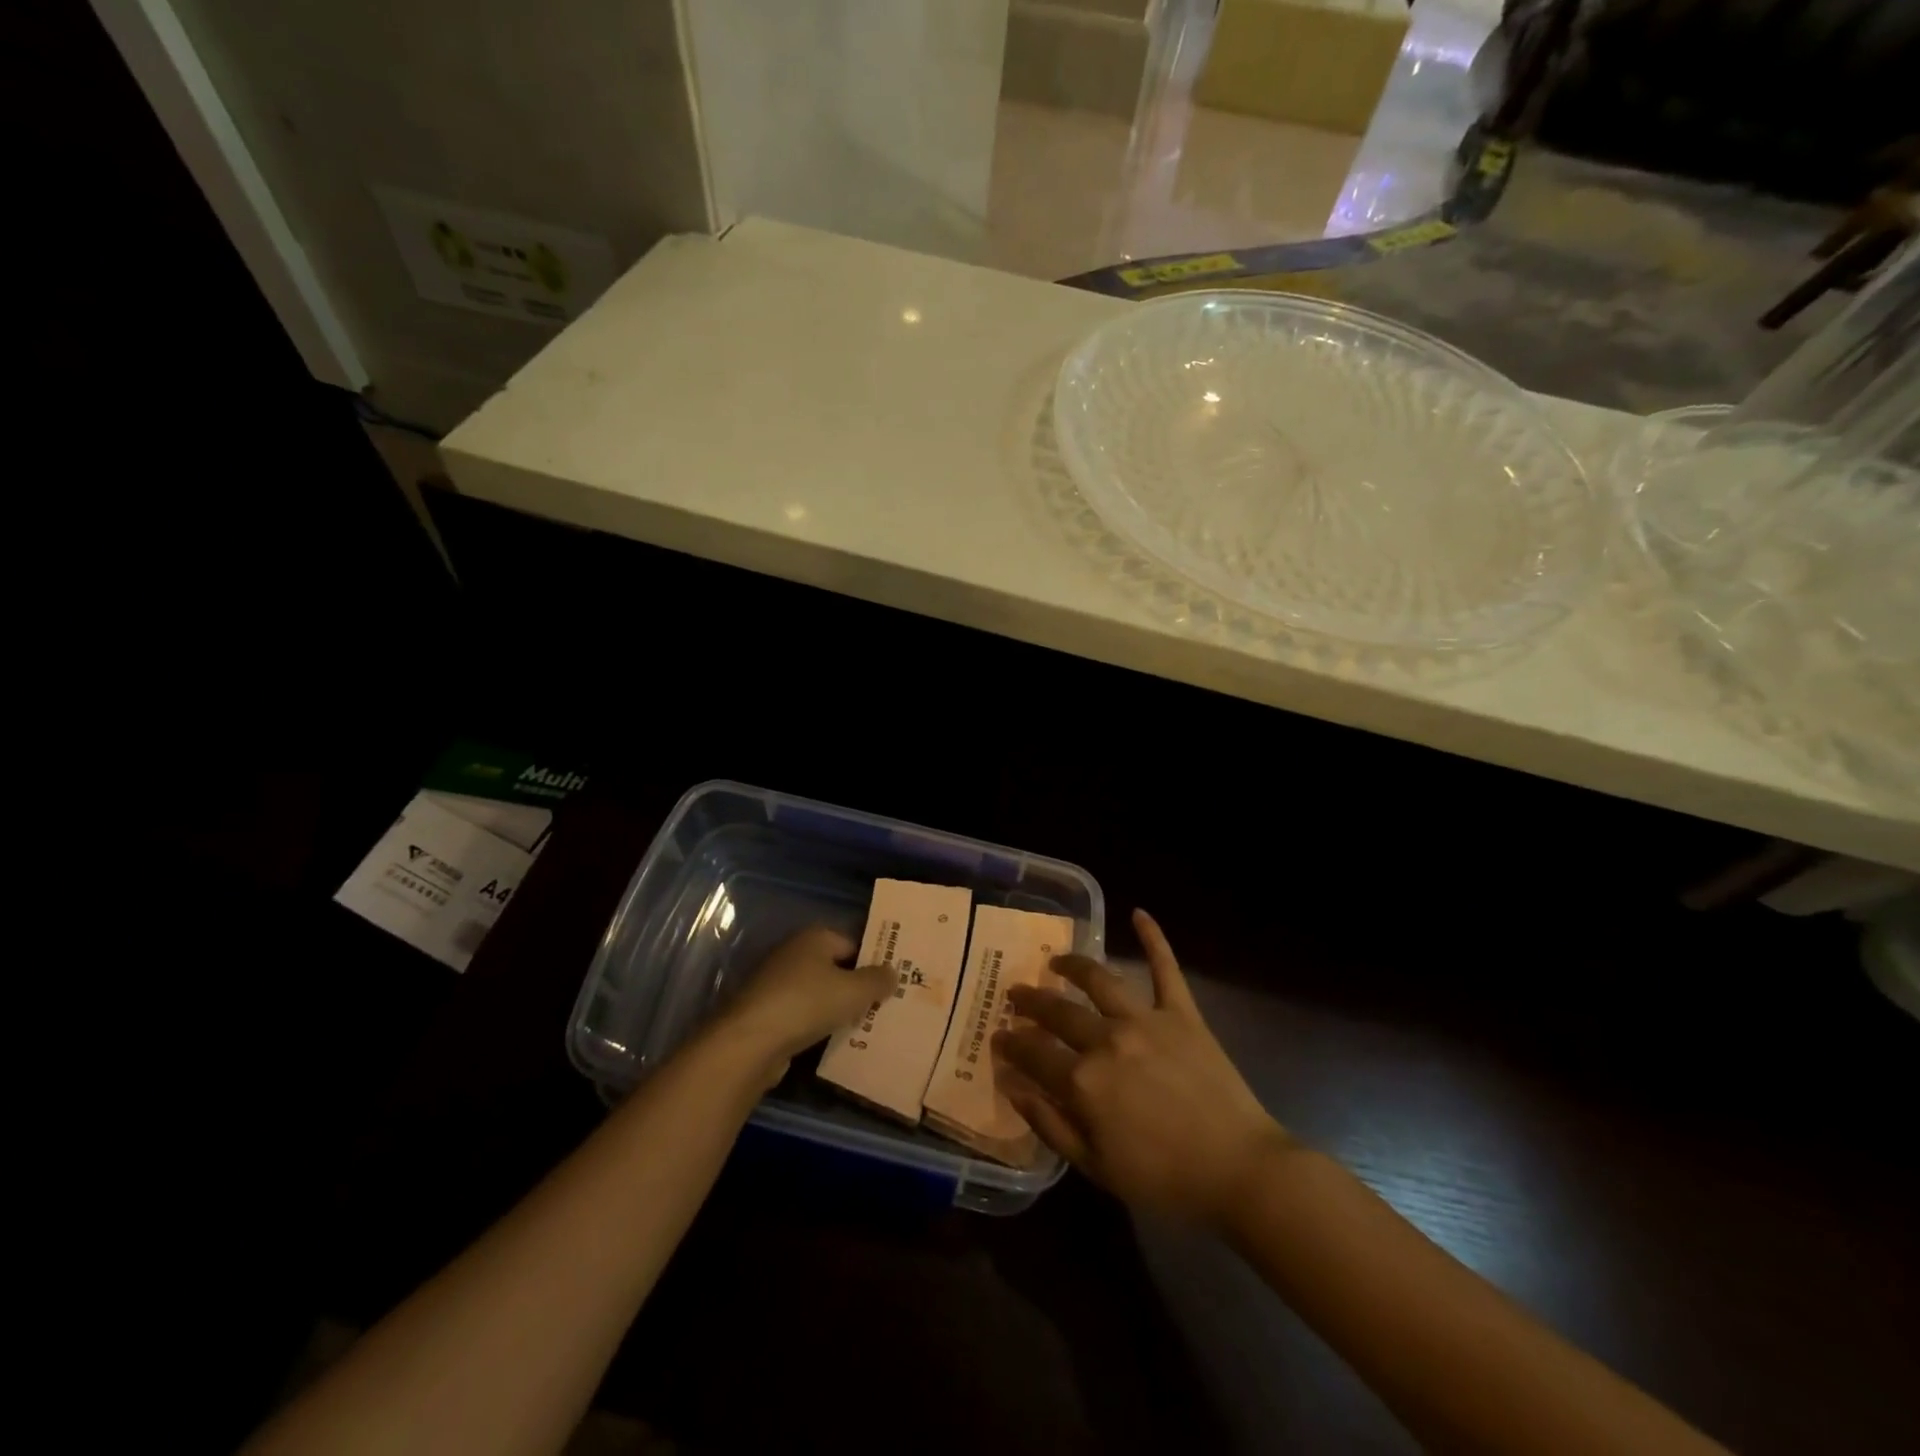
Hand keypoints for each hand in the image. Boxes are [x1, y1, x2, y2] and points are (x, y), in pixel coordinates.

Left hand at [717, 927, 892, 1073]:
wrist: (750, 1043)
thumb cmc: (807, 1004)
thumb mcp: (853, 991)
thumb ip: (877, 980)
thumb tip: (892, 972)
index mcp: (814, 937)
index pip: (853, 944)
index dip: (873, 962)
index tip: (892, 983)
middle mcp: (794, 953)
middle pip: (835, 968)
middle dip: (857, 987)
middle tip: (884, 1006)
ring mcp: (776, 983)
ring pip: (819, 993)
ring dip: (838, 1009)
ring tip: (865, 1027)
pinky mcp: (767, 1012)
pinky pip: (803, 1015)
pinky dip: (817, 1025)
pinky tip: (835, 1042)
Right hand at [995, 909, 1292, 1225]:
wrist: (1240, 1171)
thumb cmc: (1165, 1179)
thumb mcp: (1096, 1167)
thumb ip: (1049, 1124)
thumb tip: (1010, 1086)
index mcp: (1084, 1081)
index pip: (1034, 1054)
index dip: (1012, 1044)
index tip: (997, 1035)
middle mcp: (1107, 1039)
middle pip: (1058, 1012)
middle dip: (1031, 1002)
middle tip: (1016, 994)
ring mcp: (1145, 1020)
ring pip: (1099, 980)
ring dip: (1072, 966)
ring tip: (1056, 961)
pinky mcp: (1181, 1013)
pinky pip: (1165, 969)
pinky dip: (1154, 938)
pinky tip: (1139, 913)